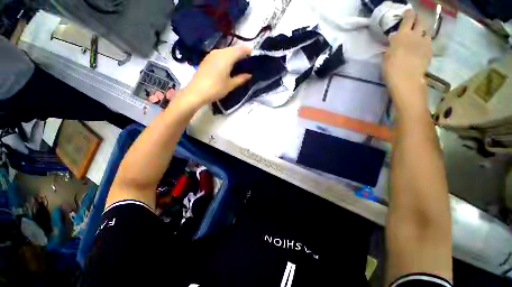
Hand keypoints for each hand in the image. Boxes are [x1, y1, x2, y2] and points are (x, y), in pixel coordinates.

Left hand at [180, 46, 252, 107]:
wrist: (196, 92)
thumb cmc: (216, 89)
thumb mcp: (230, 85)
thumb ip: (241, 78)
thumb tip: (249, 75)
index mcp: (227, 57)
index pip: (240, 50)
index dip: (248, 51)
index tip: (254, 55)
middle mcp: (219, 52)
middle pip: (233, 49)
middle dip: (241, 52)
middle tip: (248, 60)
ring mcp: (211, 54)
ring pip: (226, 51)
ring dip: (233, 54)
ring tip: (239, 62)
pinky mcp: (207, 59)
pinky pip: (220, 54)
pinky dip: (226, 57)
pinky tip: (228, 64)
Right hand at [384, 10, 431, 110]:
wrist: (407, 79)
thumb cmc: (391, 68)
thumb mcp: (387, 55)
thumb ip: (392, 44)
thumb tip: (395, 37)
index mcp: (403, 35)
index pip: (408, 19)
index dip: (409, 13)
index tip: (408, 10)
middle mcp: (416, 35)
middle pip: (421, 22)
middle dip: (418, 19)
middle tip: (416, 20)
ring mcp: (424, 43)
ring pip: (426, 32)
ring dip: (423, 31)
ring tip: (420, 34)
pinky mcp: (429, 51)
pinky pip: (428, 42)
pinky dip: (425, 42)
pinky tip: (422, 46)